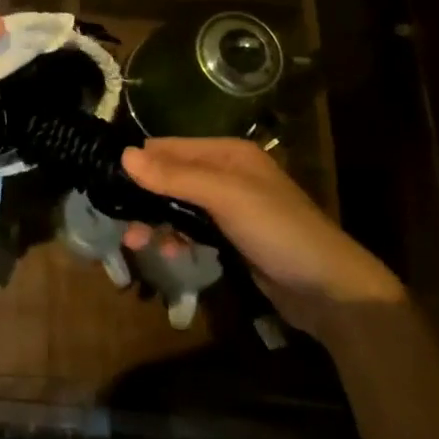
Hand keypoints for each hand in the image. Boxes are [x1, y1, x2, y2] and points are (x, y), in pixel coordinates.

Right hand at [121, 138, 404, 336]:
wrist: (332, 290)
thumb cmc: (278, 231)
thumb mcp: (225, 198)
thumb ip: (175, 176)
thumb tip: (123, 155)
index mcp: (227, 153)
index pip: (169, 147)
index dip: (139, 163)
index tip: (106, 184)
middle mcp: (227, 173)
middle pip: (171, 176)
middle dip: (144, 197)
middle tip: (120, 223)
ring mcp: (231, 206)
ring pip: (178, 204)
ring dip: (157, 221)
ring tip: (138, 243)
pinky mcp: (233, 237)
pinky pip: (192, 228)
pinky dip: (177, 237)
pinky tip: (170, 253)